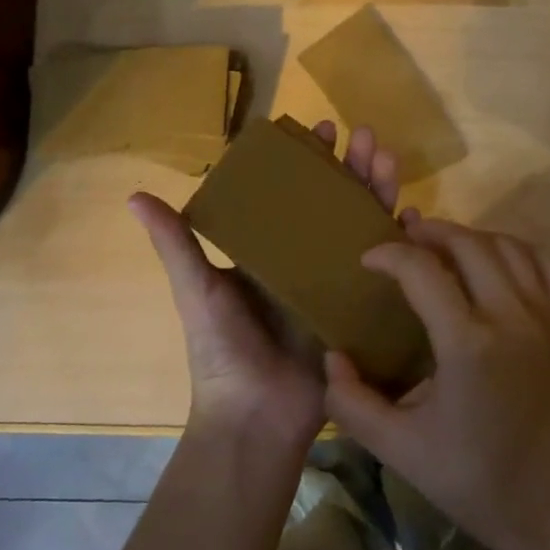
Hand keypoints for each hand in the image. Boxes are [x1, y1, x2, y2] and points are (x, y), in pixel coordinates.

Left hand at [130, 122, 406, 452]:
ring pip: (362, 225)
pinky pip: (385, 269)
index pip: (291, 192)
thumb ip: (176, 245)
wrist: (255, 419)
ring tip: (388, 158)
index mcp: (267, 251)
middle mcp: (304, 259)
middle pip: (333, 201)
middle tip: (366, 135)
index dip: (307, 160)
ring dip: (378, 190)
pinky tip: (415, 214)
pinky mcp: (359, 308)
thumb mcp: (197, 291)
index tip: (321, 130)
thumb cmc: (222, 352)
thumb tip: (135, 196)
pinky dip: (400, 240)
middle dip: (352, 166)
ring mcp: (335, 282)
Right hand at [322, 219, 549, 549]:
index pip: (421, 269)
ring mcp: (548, 316)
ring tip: (446, 246)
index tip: (369, 259)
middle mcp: (511, 315)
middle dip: (431, 231)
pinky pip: (545, 265)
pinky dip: (516, 250)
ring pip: (508, 246)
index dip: (389, 255)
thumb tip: (332, 358)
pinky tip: (497, 263)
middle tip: (406, 238)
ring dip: (472, 237)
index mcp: (467, 343)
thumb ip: (354, 403)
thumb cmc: (480, 482)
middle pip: (467, 244)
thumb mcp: (402, 451)